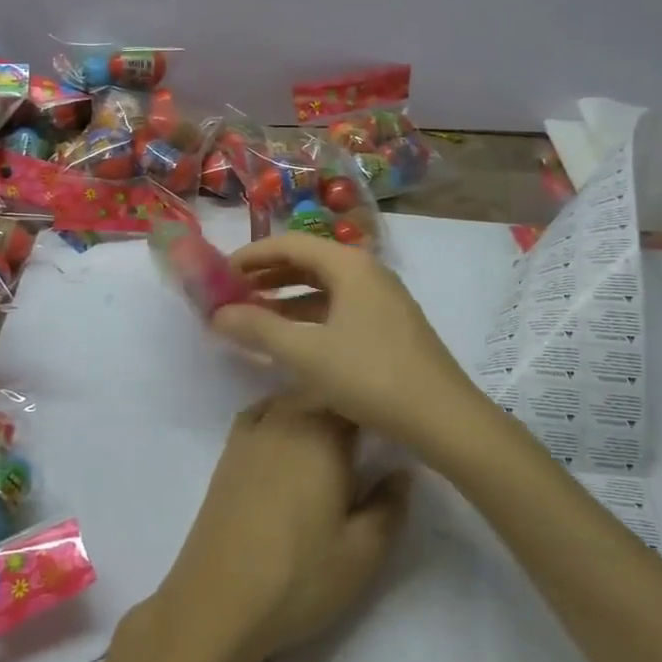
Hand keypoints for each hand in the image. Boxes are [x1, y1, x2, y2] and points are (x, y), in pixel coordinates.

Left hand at [151, 392, 408, 661]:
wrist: (218, 601)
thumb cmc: (299, 577)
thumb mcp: (363, 553)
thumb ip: (390, 506)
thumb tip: (401, 471)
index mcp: (323, 434)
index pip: (357, 398)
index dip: (379, 405)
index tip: (397, 422)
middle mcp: (286, 418)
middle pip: (323, 391)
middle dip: (349, 403)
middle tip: (372, 432)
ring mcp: (253, 431)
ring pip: (292, 399)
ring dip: (315, 406)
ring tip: (335, 435)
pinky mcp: (229, 450)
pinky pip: (262, 412)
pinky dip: (281, 414)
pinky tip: (289, 437)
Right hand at [210, 233, 496, 452]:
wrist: (443, 418)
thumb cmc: (371, 376)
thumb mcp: (307, 354)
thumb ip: (258, 329)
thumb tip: (217, 314)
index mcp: (349, 264)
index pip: (290, 243)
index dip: (251, 255)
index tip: (219, 273)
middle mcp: (367, 271)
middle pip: (308, 261)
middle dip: (267, 275)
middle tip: (231, 294)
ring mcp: (382, 298)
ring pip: (323, 287)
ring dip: (286, 298)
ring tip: (253, 316)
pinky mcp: (388, 325)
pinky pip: (338, 307)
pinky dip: (309, 316)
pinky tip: (291, 339)